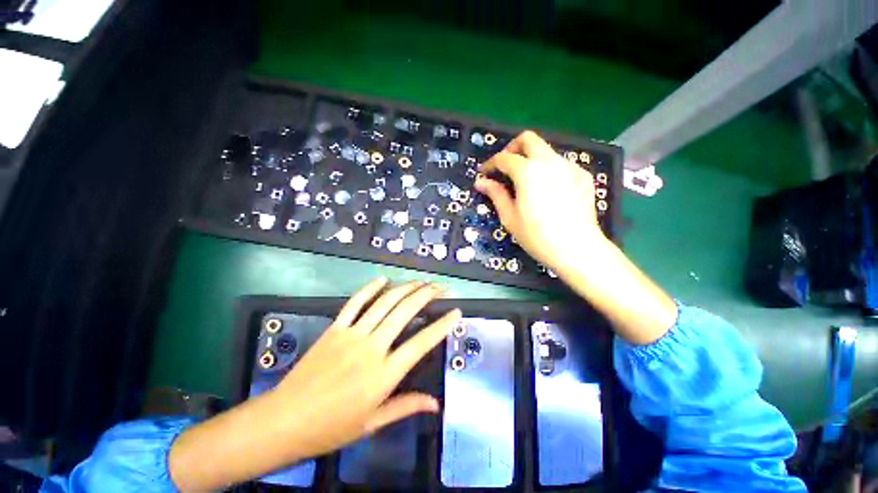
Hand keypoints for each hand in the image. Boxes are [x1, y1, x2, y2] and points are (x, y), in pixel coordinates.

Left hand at [272, 278, 459, 455]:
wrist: (284, 421)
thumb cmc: (331, 428)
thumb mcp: (372, 423)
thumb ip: (406, 407)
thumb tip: (435, 404)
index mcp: (384, 374)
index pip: (421, 343)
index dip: (441, 325)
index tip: (456, 311)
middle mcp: (372, 348)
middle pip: (405, 312)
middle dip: (426, 295)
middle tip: (440, 287)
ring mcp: (352, 334)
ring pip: (384, 302)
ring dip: (405, 288)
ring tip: (420, 281)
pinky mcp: (335, 328)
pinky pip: (355, 303)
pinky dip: (370, 288)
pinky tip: (383, 279)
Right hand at [475, 130, 607, 273]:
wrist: (576, 248)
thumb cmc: (536, 236)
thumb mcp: (509, 217)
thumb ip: (495, 194)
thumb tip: (481, 182)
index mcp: (528, 171)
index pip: (504, 158)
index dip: (491, 164)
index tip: (484, 173)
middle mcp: (550, 161)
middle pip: (528, 139)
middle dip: (512, 148)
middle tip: (505, 167)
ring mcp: (569, 166)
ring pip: (545, 150)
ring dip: (531, 159)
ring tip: (526, 182)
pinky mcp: (583, 175)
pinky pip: (560, 163)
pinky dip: (548, 169)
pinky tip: (547, 189)